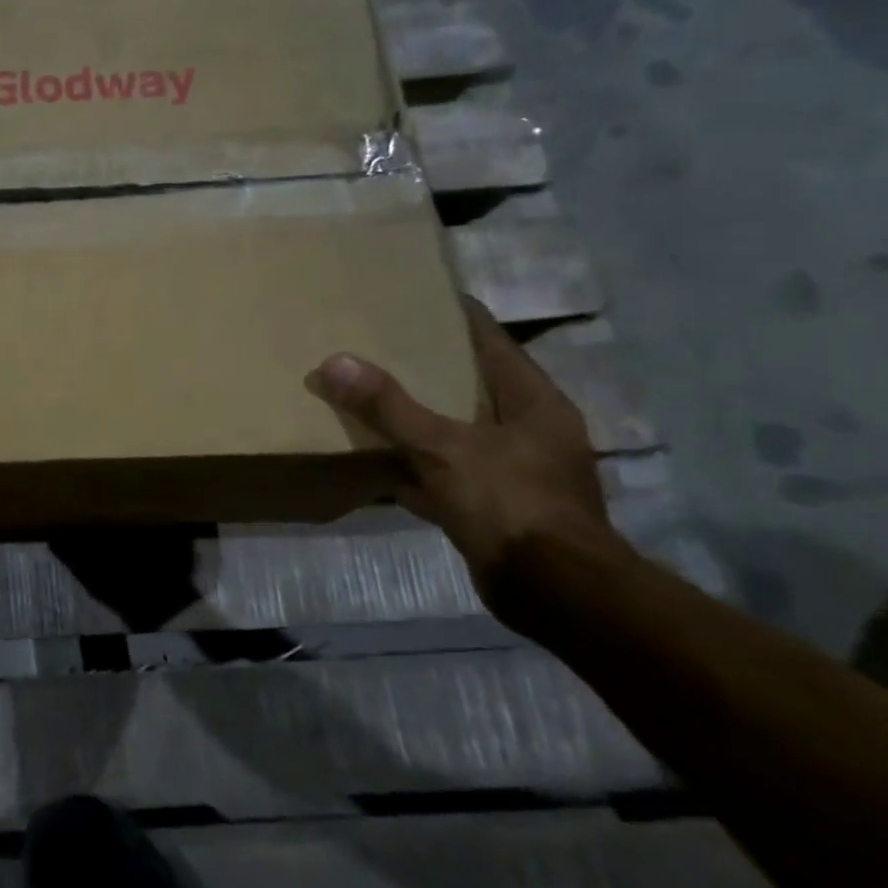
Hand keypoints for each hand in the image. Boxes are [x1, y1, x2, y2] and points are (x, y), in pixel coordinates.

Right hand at [304, 297, 615, 607]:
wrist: (554, 592)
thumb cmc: (510, 504)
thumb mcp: (443, 448)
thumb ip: (389, 406)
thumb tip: (334, 362)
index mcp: (534, 404)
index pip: (493, 343)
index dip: (458, 317)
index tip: (418, 296)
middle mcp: (531, 432)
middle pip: (473, 386)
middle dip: (429, 368)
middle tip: (380, 346)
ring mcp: (517, 473)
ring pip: (458, 432)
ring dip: (420, 420)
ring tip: (372, 398)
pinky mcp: (498, 508)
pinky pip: (448, 474)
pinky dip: (417, 468)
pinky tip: (381, 465)